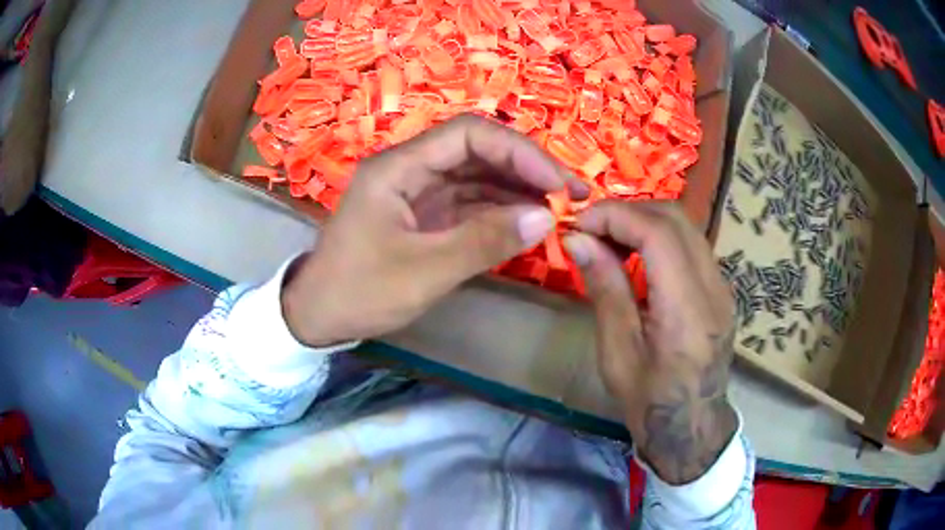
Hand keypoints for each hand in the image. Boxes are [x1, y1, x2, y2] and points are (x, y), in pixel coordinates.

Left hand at [283, 114, 587, 345]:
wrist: (318, 317)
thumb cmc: (359, 292)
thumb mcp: (423, 271)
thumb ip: (484, 241)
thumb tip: (546, 217)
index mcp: (398, 167)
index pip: (468, 135)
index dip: (518, 151)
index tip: (557, 182)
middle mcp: (410, 169)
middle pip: (477, 151)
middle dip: (526, 168)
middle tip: (571, 194)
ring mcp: (417, 192)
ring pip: (477, 176)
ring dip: (518, 189)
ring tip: (559, 209)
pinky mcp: (424, 215)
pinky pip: (469, 203)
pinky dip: (500, 211)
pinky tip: (528, 222)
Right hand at [563, 201, 736, 484]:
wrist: (691, 426)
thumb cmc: (649, 401)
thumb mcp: (619, 352)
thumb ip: (605, 289)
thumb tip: (577, 240)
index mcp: (687, 310)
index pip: (658, 233)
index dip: (615, 216)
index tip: (579, 225)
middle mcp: (714, 288)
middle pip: (676, 218)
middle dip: (628, 211)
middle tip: (592, 230)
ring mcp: (722, 287)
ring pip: (685, 227)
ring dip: (644, 221)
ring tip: (610, 241)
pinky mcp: (720, 290)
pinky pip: (691, 245)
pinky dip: (660, 237)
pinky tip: (637, 258)